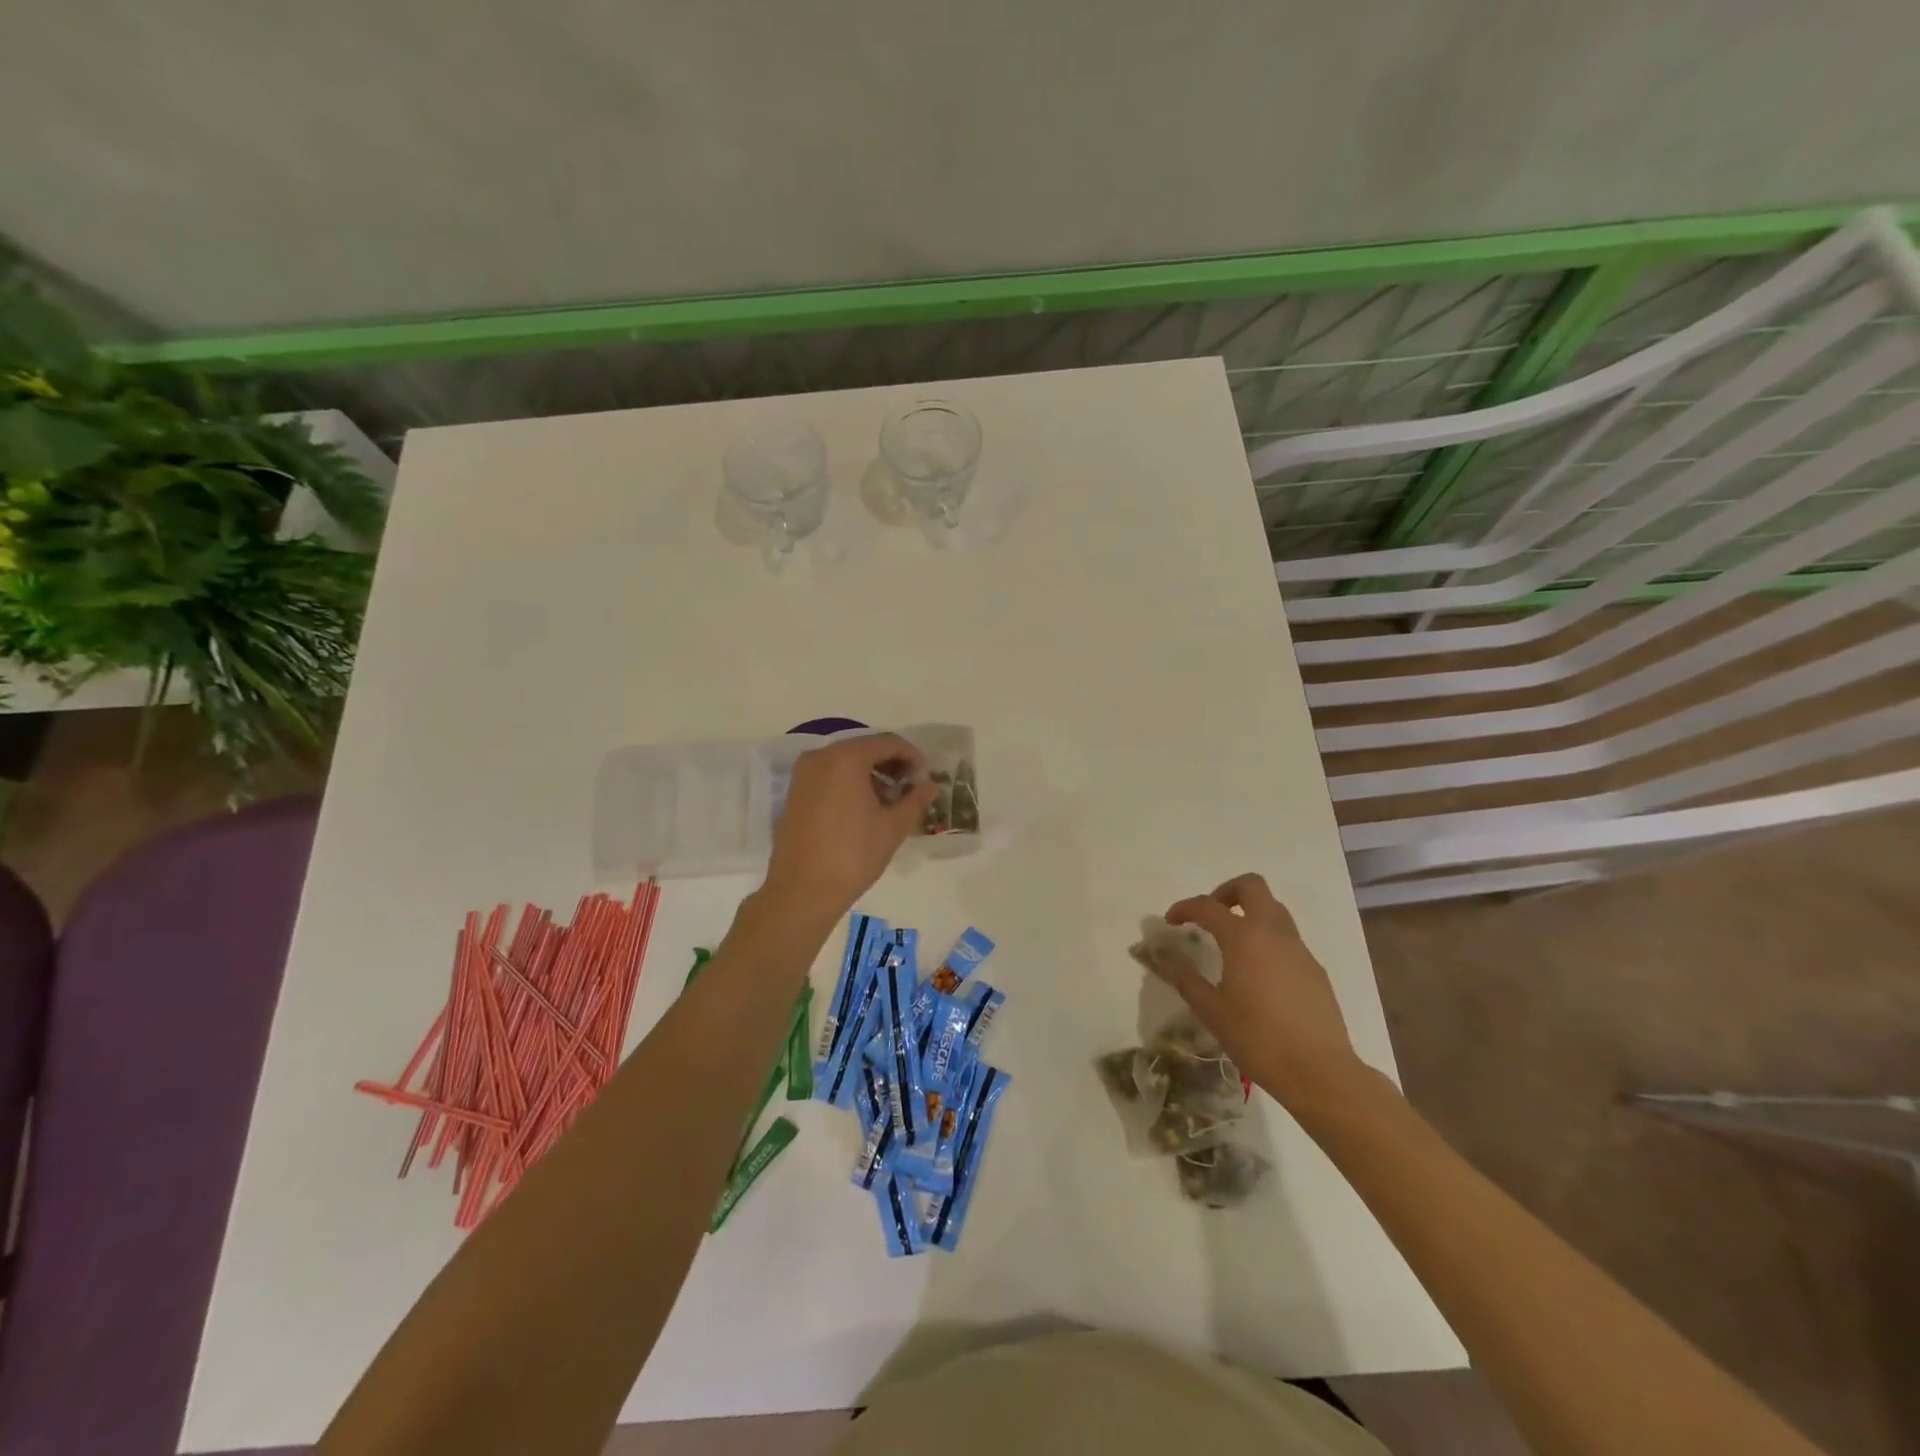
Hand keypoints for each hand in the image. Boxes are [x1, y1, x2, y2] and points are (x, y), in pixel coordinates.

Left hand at [763, 734, 938, 917]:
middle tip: (911, 788)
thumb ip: (916, 800)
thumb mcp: (893, 827)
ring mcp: (803, 774)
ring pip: (845, 762)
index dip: (912, 756)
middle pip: (864, 748)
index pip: (888, 742)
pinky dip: (850, 782)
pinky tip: (864, 808)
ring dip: (871, 774)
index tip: (927, 776)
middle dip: (891, 764)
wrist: (802, 891)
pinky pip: (829, 775)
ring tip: (890, 801)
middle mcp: (821, 757)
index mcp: (847, 758)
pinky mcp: (794, 792)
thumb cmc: (853, 855)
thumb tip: (932, 785)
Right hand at [1160, 873, 1366, 1110]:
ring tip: (1231, 943)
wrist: (1319, 1071)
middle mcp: (1273, 933)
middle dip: (1226, 892)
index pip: (1208, 906)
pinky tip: (1258, 974)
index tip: (1171, 921)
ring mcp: (1299, 949)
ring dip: (1250, 913)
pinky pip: (1287, 938)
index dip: (1185, 908)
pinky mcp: (1314, 969)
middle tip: (1210, 916)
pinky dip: (1267, 940)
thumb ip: (1186, 978)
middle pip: (1252, 886)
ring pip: (1274, 909)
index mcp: (1244, 937)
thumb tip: (1166, 957)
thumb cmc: (1257, 1038)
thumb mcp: (1211, 1010)